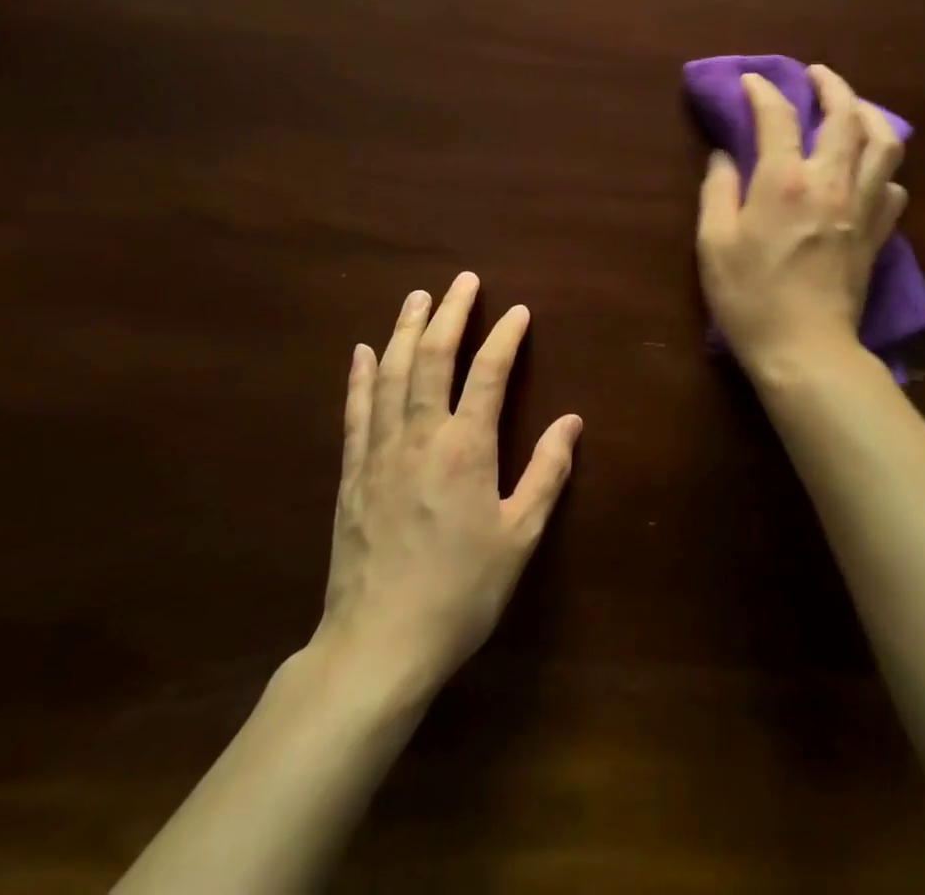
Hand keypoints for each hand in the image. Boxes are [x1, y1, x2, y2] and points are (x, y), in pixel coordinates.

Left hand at [311, 273, 581, 692]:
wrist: (379, 644)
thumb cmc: (461, 590)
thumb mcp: (520, 536)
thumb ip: (547, 473)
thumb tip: (572, 421)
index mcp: (466, 448)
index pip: (487, 373)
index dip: (504, 337)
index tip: (518, 311)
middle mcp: (420, 436)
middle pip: (432, 358)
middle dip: (451, 313)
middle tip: (463, 280)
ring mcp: (379, 452)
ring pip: (390, 373)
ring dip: (405, 330)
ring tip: (417, 297)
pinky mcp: (352, 473)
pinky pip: (356, 410)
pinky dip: (360, 375)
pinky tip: (362, 351)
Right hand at [696, 65, 906, 377]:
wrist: (805, 350)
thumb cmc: (750, 298)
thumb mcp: (714, 243)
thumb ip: (717, 191)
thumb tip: (723, 157)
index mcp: (785, 181)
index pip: (778, 116)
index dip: (763, 91)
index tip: (751, 82)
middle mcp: (831, 182)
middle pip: (846, 115)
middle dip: (831, 84)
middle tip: (816, 75)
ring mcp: (863, 207)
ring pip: (886, 143)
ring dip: (871, 115)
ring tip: (854, 109)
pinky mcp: (879, 234)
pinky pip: (894, 188)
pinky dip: (884, 169)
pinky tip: (869, 171)